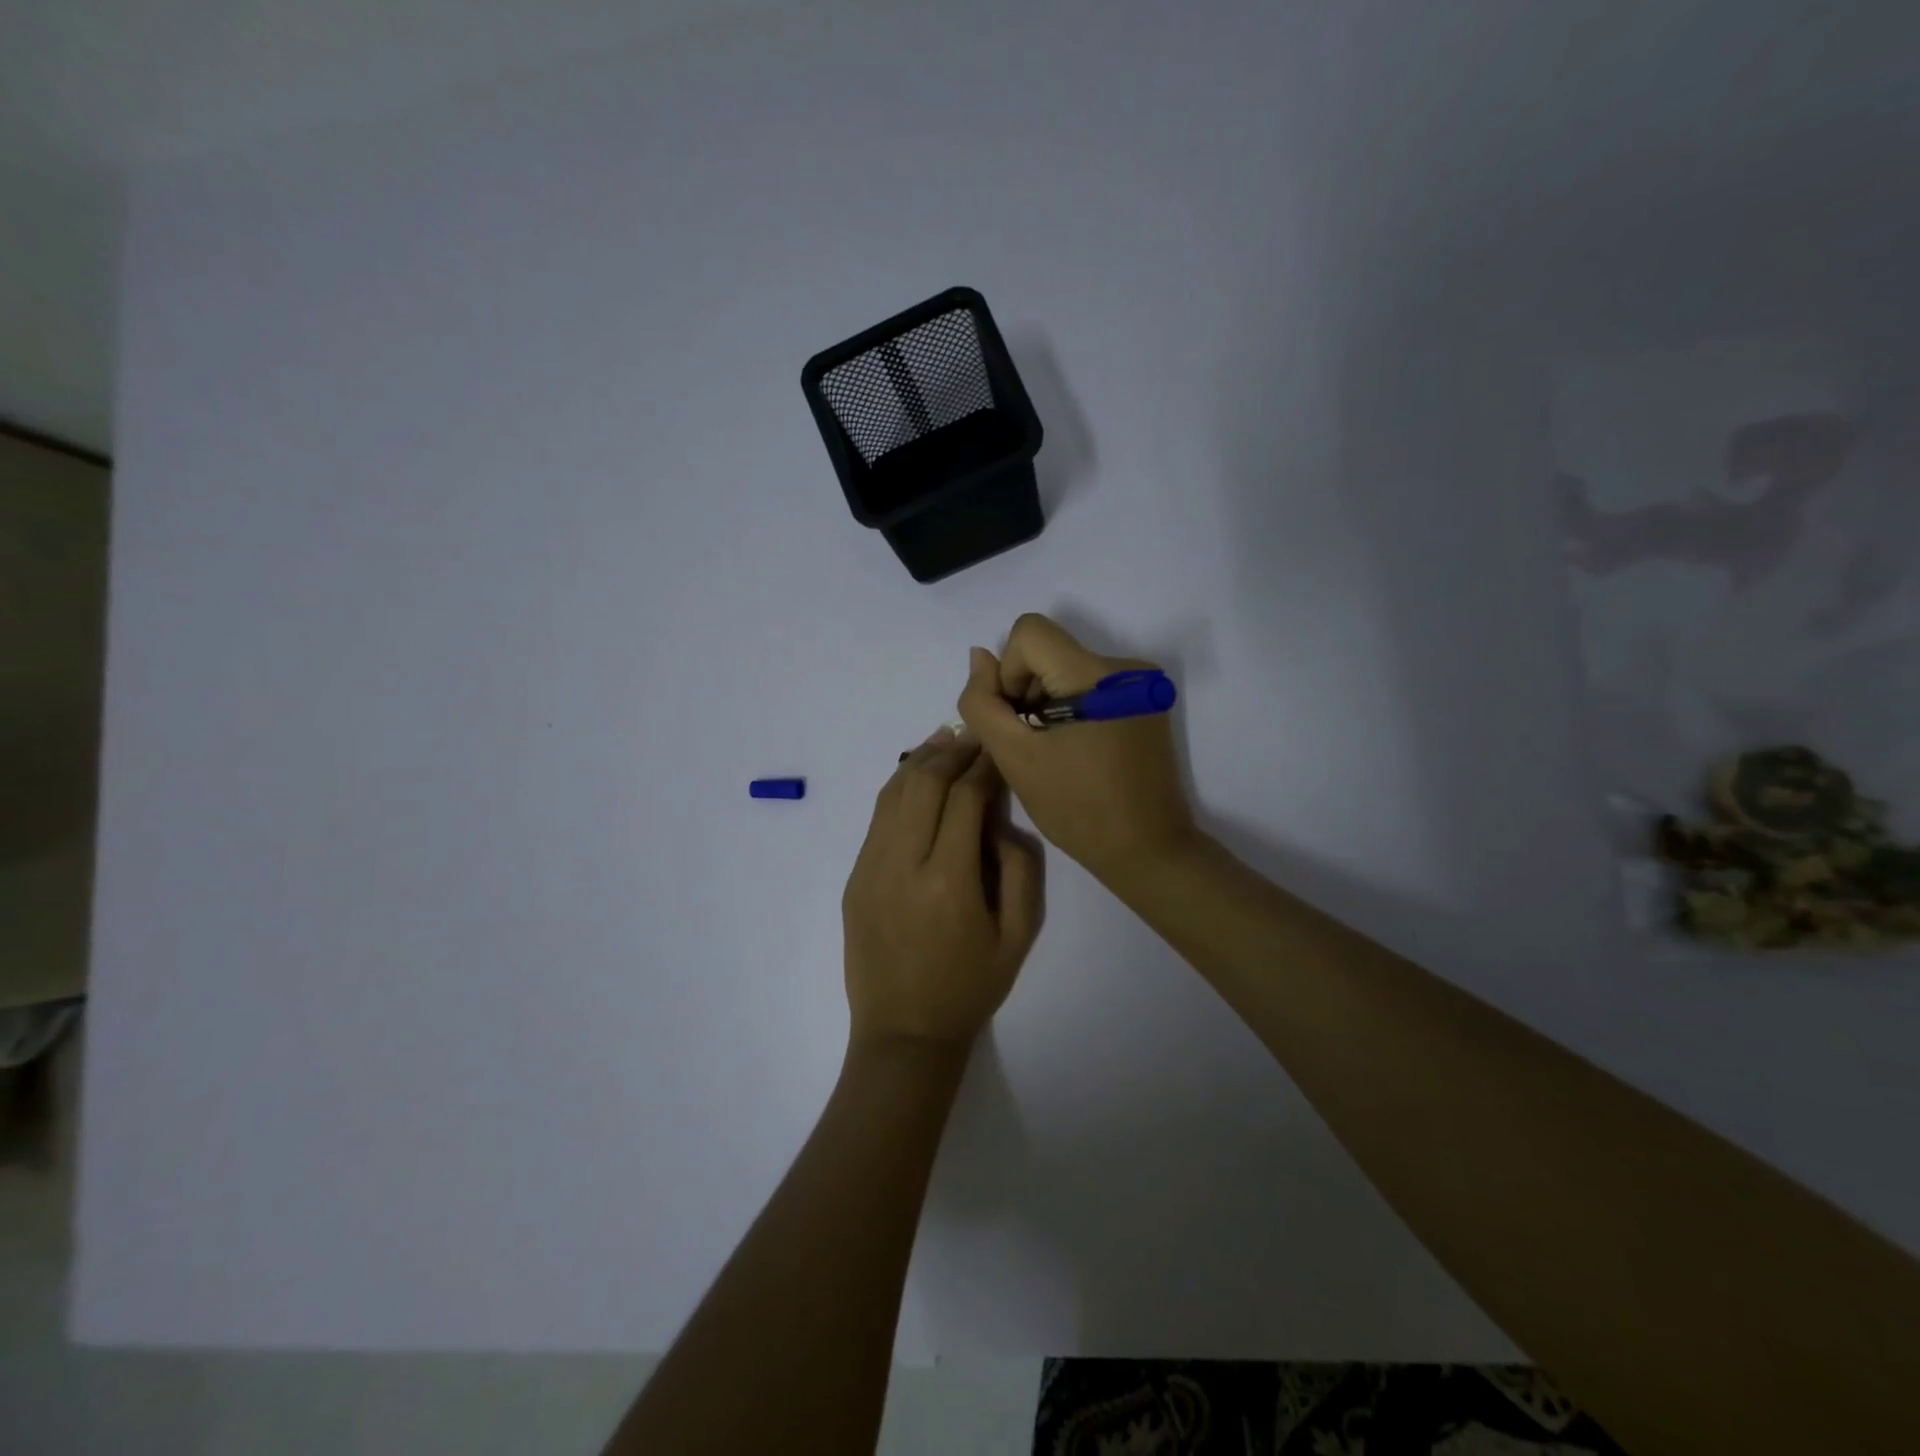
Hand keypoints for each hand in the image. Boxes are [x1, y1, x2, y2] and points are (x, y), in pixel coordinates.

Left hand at [842, 728, 1043, 1052]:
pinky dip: (898, 787)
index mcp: (948, 881)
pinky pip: (877, 818)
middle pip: (924, 783)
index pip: (965, 798)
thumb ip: (1020, 870)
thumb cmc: (969, 988)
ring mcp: (870, 868)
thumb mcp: (1018, 937)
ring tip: (945, 739)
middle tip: (974, 736)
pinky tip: (916, 775)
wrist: (903, 1033)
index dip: (984, 766)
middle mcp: (902, 864)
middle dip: (952, 751)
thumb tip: (1000, 822)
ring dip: (920, 760)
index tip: (999, 748)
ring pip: (893, 793)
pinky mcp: (854, 877)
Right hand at [957, 613, 1195, 885]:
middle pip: (1049, 650)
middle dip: (1026, 691)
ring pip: (1066, 668)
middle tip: (1030, 743)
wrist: (1148, 850)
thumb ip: (983, 704)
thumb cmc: (1078, 809)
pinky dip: (1070, 709)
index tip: (1017, 719)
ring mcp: (1140, 684)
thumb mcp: (1015, 758)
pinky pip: (1090, 686)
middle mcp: (1125, 666)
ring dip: (1046, 702)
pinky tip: (1076, 750)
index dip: (1009, 672)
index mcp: (1096, 674)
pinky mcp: (1145, 702)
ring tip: (1054, 751)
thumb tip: (979, 657)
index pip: (1029, 632)